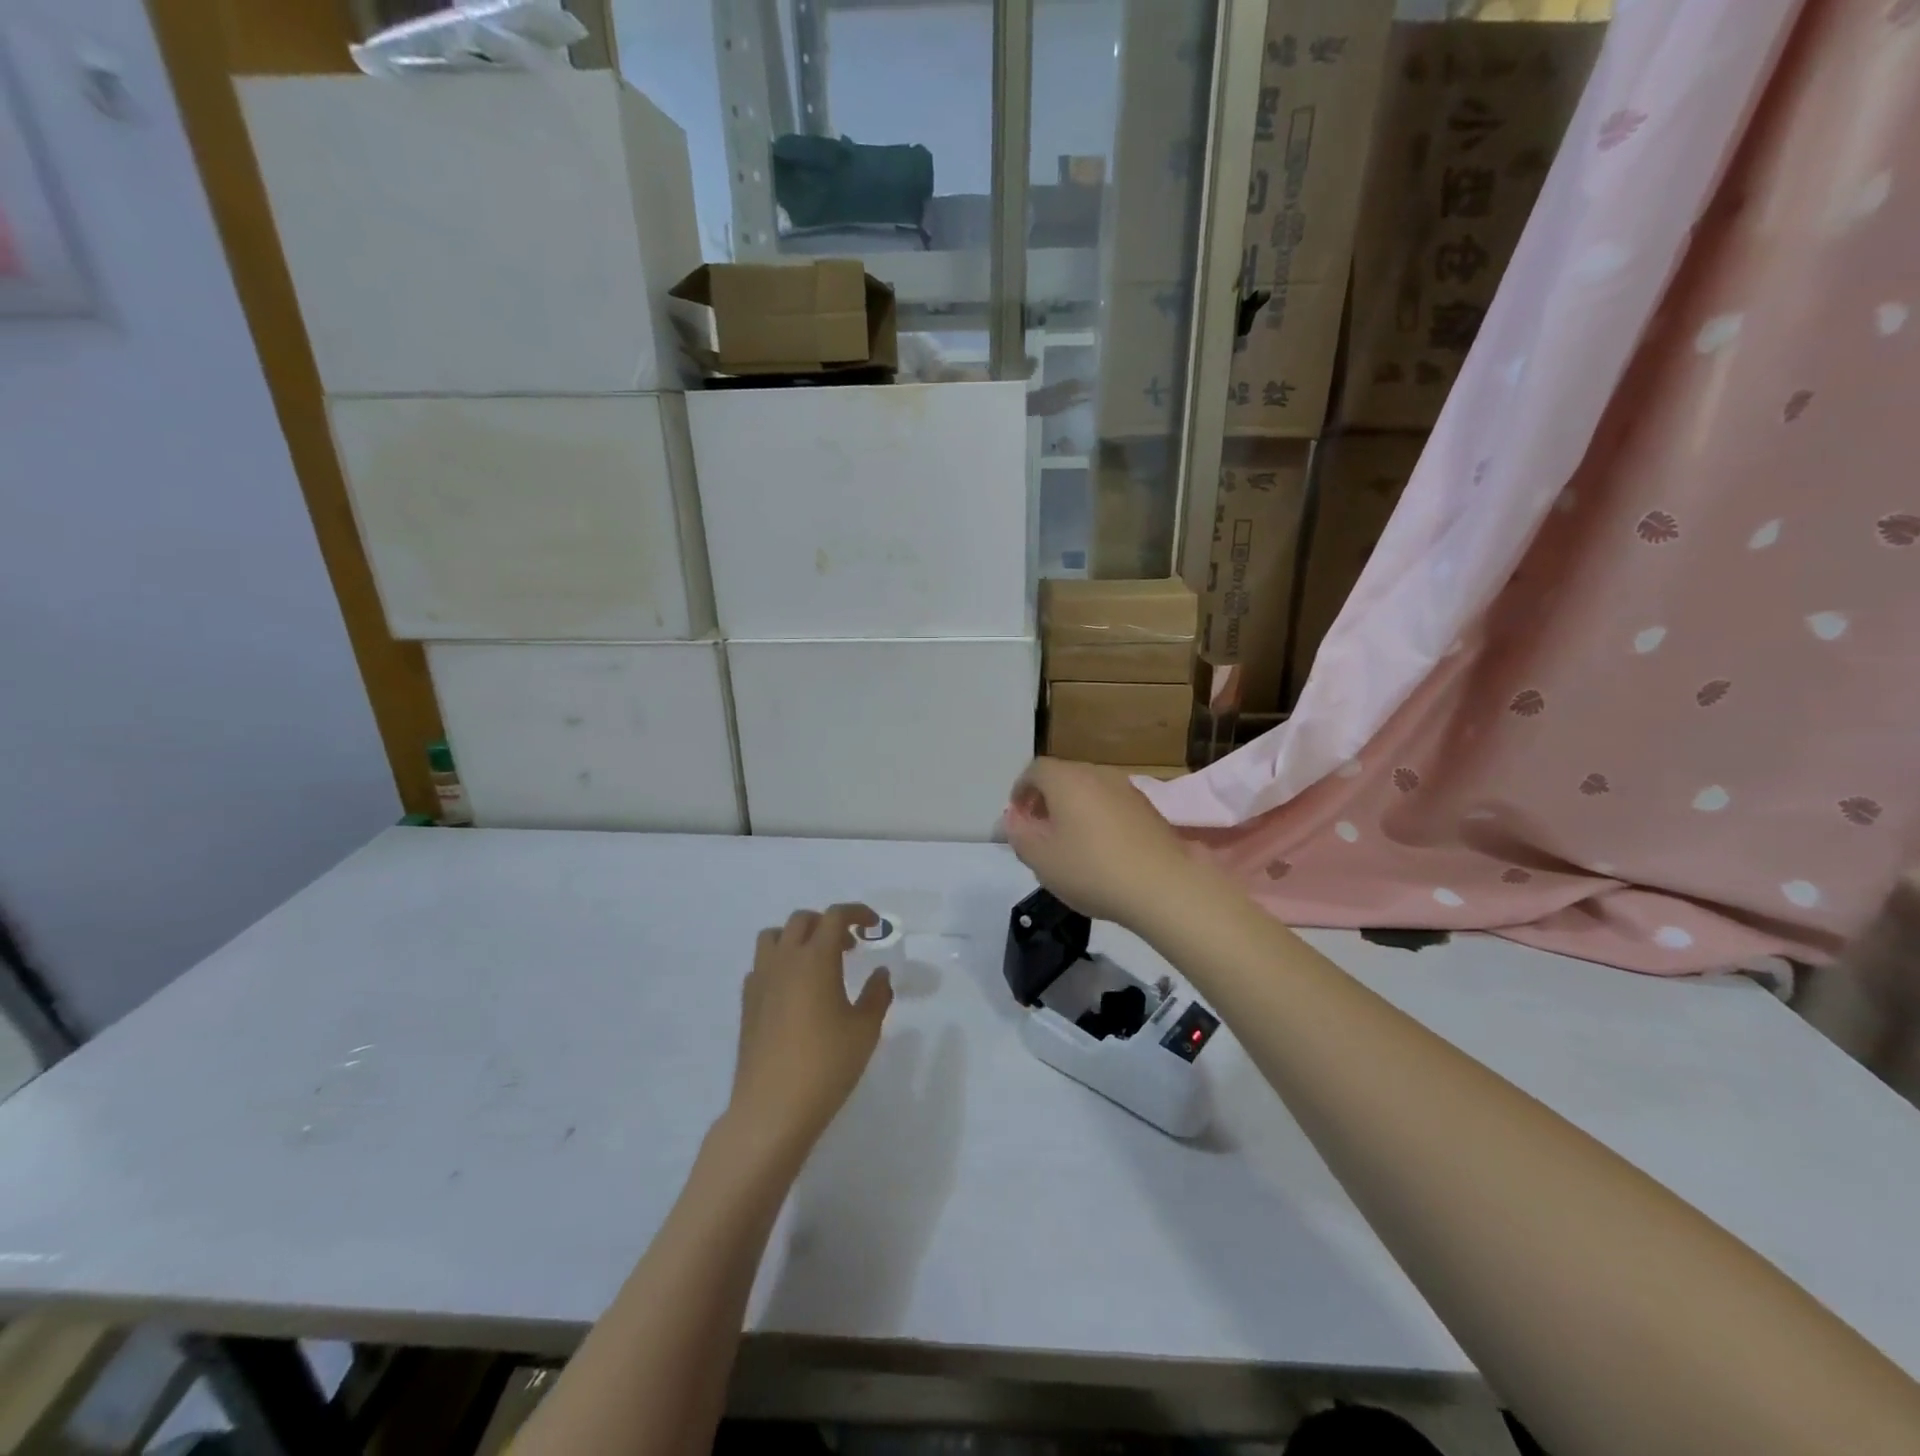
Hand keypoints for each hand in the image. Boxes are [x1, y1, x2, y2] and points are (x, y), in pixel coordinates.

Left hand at [726, 905, 893, 1158]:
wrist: (772, 1108)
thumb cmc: (826, 1065)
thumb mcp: (865, 1031)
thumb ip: (877, 996)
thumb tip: (881, 974)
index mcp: (816, 959)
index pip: (835, 916)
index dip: (857, 913)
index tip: (873, 925)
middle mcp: (785, 960)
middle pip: (802, 920)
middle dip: (828, 924)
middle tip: (850, 946)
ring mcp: (760, 980)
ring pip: (774, 937)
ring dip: (798, 938)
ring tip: (817, 961)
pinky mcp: (747, 1003)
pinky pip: (761, 965)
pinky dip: (779, 963)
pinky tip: (794, 990)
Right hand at [1002, 758, 1199, 929]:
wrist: (1163, 886)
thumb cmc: (1092, 869)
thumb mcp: (1040, 859)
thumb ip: (1019, 834)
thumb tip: (1013, 818)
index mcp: (1067, 779)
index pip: (1035, 770)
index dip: (1021, 790)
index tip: (1017, 816)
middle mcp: (1098, 774)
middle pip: (1064, 777)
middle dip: (1046, 799)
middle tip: (1038, 830)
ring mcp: (1127, 789)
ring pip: (1089, 790)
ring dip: (1073, 809)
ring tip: (1068, 842)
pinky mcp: (1148, 809)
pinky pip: (1111, 804)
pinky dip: (1098, 818)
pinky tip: (1100, 850)